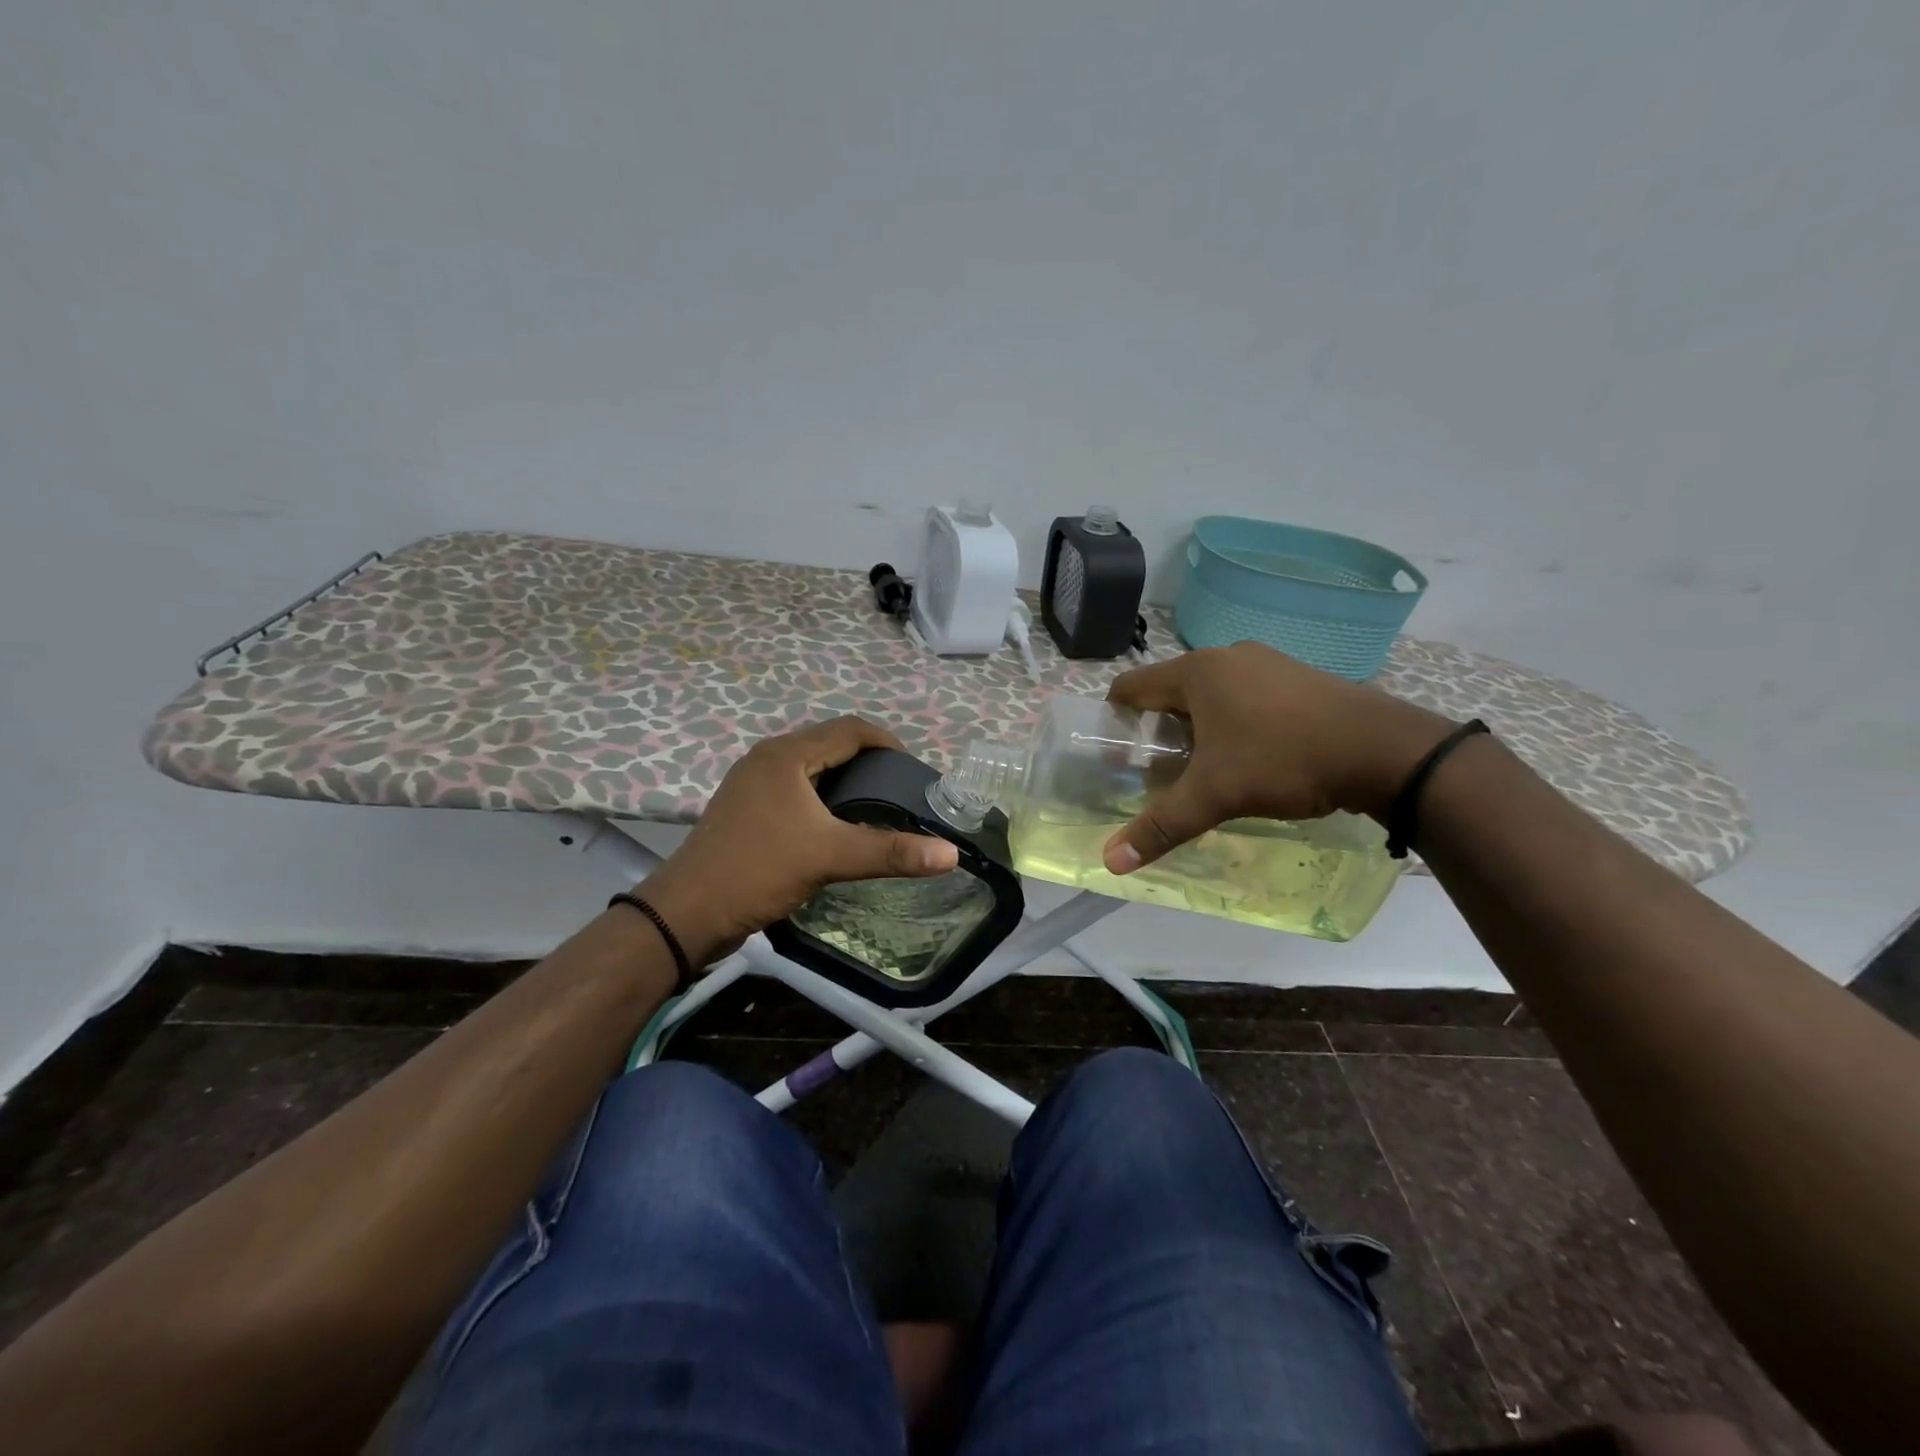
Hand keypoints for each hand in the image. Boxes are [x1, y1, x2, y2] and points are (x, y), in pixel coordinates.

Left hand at [636, 717, 959, 966]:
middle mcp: (768, 758)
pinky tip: (835, 824)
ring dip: (844, 778)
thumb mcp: (829, 857)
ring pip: (811, 766)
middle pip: (830, 743)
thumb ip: (890, 852)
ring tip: (875, 805)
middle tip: (899, 789)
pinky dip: (822, 796)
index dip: (887, 742)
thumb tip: (951, 854)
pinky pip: (795, 787)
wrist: (686, 913)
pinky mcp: (745, 807)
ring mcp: (752, 782)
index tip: (915, 769)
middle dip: (868, 759)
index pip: (849, 729)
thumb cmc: (758, 870)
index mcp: (787, 755)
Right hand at [1102, 642, 1453, 872]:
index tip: (1115, 755)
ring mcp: (1267, 662)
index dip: (1114, 720)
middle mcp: (1227, 657)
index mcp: (1196, 671)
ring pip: (1211, 694)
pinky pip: (1247, 695)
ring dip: (1198, 726)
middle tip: (1158, 771)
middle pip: (1170, 691)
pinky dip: (1234, 721)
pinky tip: (1251, 756)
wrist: (1384, 751)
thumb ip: (1160, 826)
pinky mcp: (1298, 676)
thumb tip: (1110, 862)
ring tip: (1204, 768)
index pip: (1131, 687)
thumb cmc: (1283, 760)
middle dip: (1158, 730)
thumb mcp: (1215, 796)